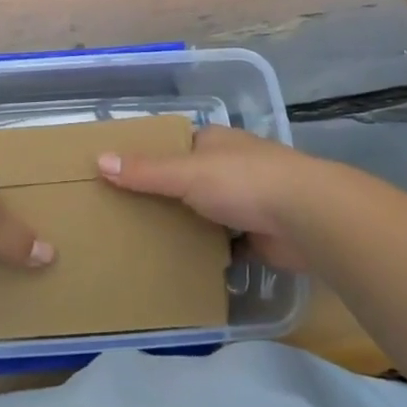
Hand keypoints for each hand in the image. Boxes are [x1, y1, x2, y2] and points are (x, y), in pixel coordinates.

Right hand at [97, 126, 323, 270]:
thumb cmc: (243, 181)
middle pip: (191, 179)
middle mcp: (232, 165)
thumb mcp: (186, 173)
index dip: (152, 157)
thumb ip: (146, 171)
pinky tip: (185, 264)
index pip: (177, 145)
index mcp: (216, 141)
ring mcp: (250, 200)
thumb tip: (99, 161)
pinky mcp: (260, 233)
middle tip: (128, 215)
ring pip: (208, 211)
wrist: (307, 217)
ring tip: (148, 241)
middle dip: (168, 195)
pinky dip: (210, 252)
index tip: (122, 176)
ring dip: (189, 224)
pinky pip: (226, 243)